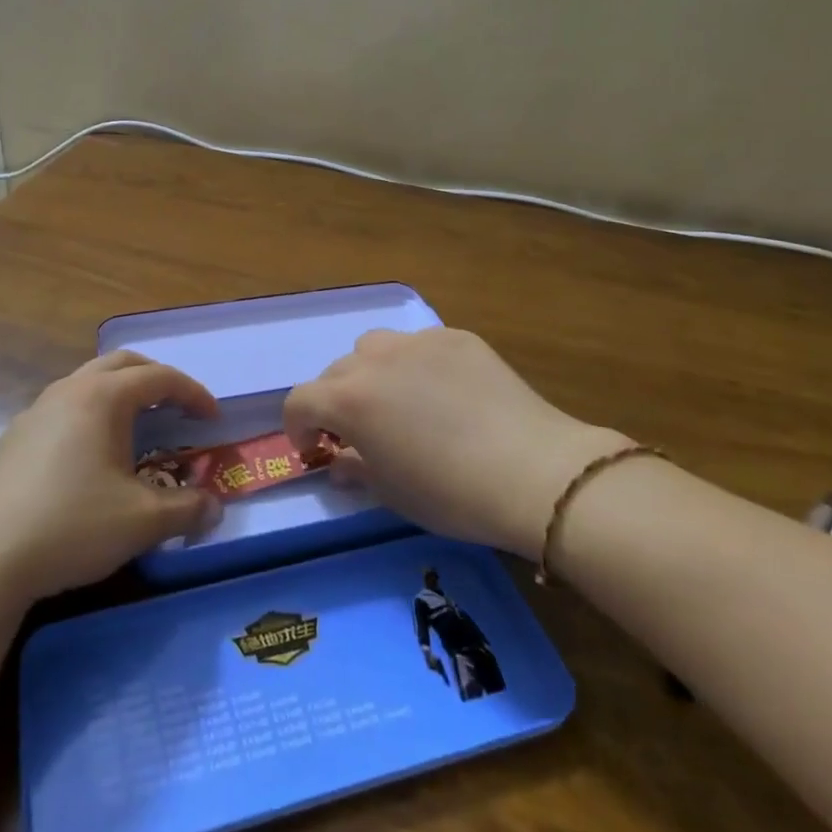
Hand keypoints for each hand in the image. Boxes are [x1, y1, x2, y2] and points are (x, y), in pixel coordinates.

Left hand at [0, 352, 222, 606]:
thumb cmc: (71, 526)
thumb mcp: (142, 521)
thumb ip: (187, 509)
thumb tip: (215, 507)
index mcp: (102, 398)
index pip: (159, 378)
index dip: (193, 393)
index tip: (212, 418)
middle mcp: (68, 391)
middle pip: (121, 364)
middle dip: (156, 380)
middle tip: (178, 408)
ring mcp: (35, 412)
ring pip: (87, 383)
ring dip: (120, 394)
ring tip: (138, 430)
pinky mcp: (13, 438)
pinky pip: (64, 408)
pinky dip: (91, 415)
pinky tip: (91, 458)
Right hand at [284, 328, 630, 561]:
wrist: (532, 471)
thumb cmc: (450, 493)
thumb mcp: (391, 492)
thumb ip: (355, 468)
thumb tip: (340, 461)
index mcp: (349, 398)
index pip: (300, 401)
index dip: (299, 427)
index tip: (314, 449)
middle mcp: (375, 359)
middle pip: (336, 372)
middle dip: (336, 401)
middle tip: (359, 432)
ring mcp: (418, 342)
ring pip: (375, 347)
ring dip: (372, 372)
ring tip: (398, 401)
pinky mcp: (457, 337)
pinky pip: (421, 345)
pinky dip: (417, 365)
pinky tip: (445, 393)